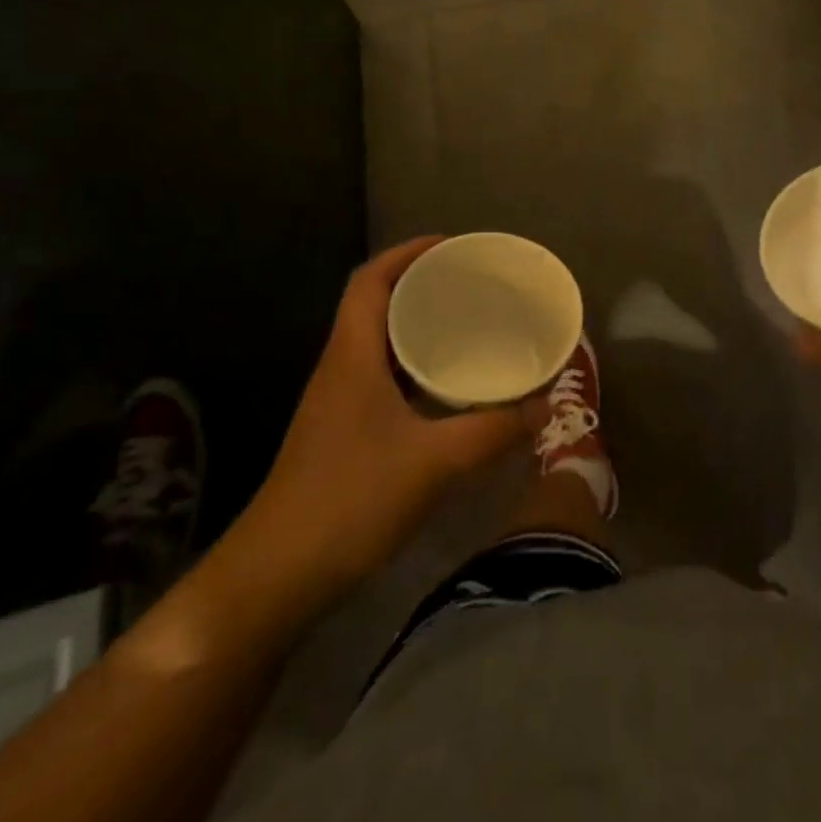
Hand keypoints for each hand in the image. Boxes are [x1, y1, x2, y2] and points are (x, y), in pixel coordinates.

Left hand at [247, 237, 525, 589]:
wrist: (277, 576)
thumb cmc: (350, 500)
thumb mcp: (434, 462)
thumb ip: (493, 431)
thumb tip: (544, 405)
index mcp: (352, 355)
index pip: (370, 280)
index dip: (406, 253)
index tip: (451, 246)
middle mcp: (341, 367)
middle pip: (375, 304)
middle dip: (420, 285)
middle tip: (470, 284)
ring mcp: (337, 401)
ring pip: (378, 343)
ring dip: (416, 326)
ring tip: (466, 325)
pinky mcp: (342, 431)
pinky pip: (381, 376)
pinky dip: (413, 367)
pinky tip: (446, 387)